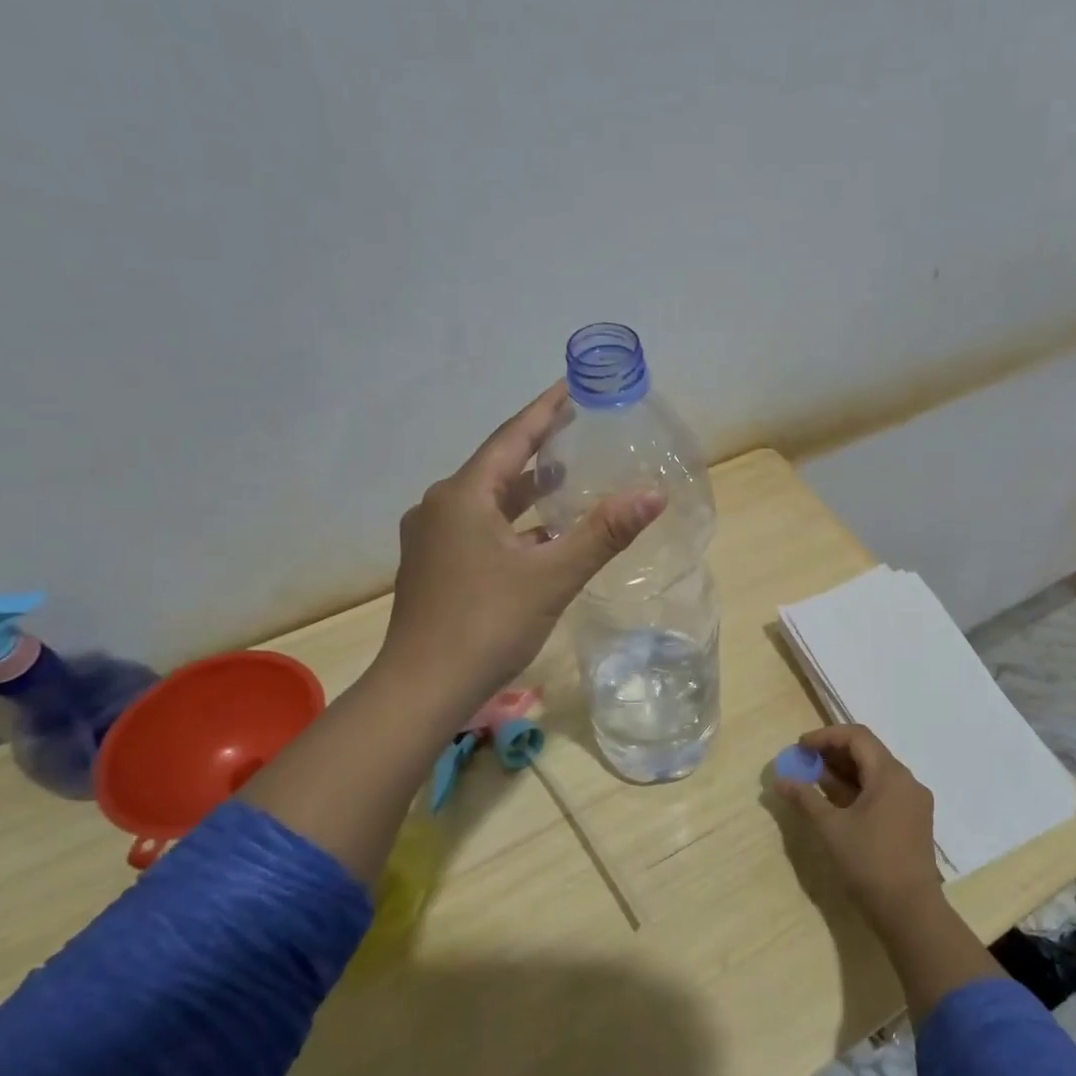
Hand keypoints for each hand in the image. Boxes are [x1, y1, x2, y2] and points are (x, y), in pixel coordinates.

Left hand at [375, 383, 663, 718]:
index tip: (570, 386)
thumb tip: (654, 493)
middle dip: (537, 449)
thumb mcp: (552, 576)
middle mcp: (440, 507)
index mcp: (463, 496)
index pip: (511, 438)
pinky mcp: (435, 567)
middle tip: (576, 430)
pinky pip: (481, 529)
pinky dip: (514, 525)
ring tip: (565, 478)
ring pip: (488, 502)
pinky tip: (543, 538)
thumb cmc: (486, 624)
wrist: (421, 689)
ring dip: (526, 491)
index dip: (544, 411)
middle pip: (497, 467)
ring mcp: (432, 539)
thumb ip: (604, 533)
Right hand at [774, 723, 944, 924]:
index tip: (800, 747)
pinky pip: (884, 792)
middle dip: (833, 754)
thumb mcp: (831, 828)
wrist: (910, 912)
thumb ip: (805, 798)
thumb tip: (781, 780)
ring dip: (845, 773)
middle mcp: (907, 781)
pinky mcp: (913, 821)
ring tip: (815, 782)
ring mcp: (913, 802)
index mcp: (890, 774)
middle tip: (804, 763)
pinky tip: (837, 803)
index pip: (857, 736)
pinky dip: (859, 790)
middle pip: (868, 752)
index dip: (826, 736)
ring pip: (876, 773)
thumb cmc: (869, 863)